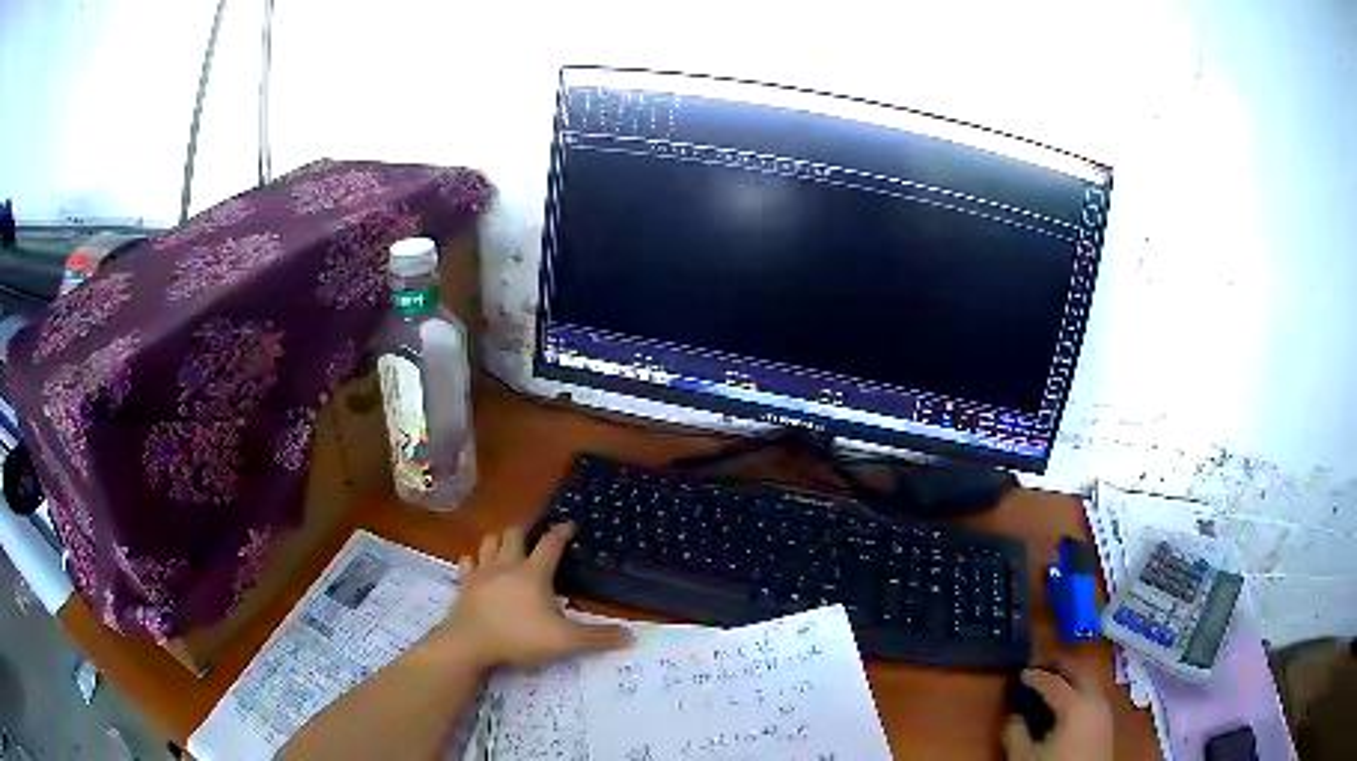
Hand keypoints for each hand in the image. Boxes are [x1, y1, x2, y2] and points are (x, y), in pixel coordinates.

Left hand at [432, 523, 632, 669]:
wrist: (469, 643)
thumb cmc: (519, 637)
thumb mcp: (564, 641)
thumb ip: (597, 638)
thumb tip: (631, 636)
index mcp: (533, 573)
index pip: (551, 543)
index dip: (562, 532)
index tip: (570, 524)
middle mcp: (507, 565)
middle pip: (515, 534)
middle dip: (526, 529)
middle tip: (535, 532)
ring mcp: (482, 572)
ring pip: (489, 542)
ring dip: (499, 537)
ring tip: (507, 540)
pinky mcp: (464, 584)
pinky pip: (467, 563)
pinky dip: (473, 559)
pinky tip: (475, 563)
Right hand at [1004, 660, 1113, 760]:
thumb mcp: (1025, 757)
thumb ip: (1016, 733)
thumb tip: (1014, 717)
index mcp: (1075, 704)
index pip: (1053, 682)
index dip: (1035, 676)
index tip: (1021, 673)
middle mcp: (1095, 699)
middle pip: (1080, 672)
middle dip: (1061, 666)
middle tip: (1042, 666)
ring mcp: (1104, 710)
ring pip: (1090, 683)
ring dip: (1072, 679)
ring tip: (1054, 685)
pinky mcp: (1107, 723)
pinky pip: (1094, 697)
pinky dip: (1080, 693)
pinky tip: (1068, 706)